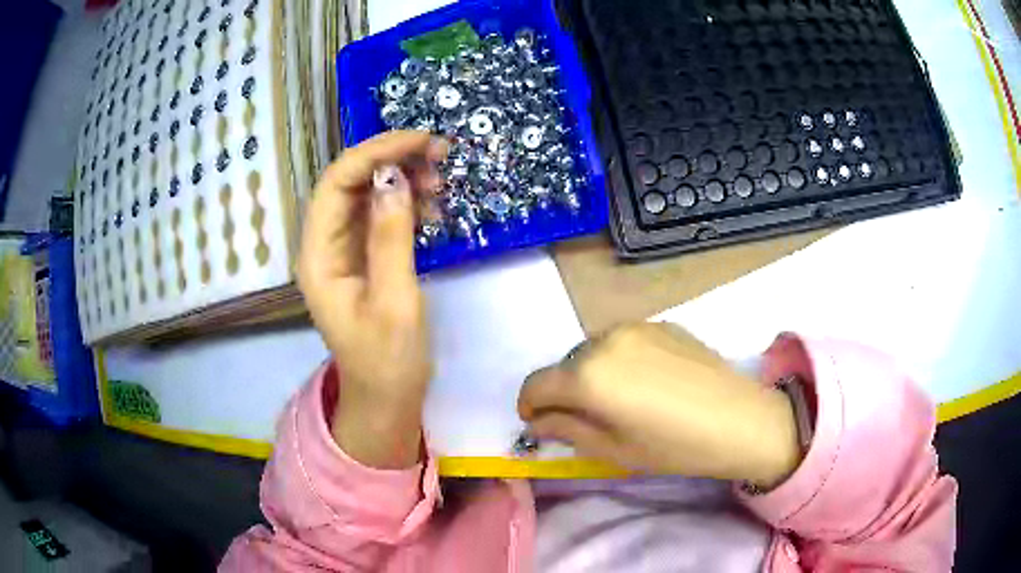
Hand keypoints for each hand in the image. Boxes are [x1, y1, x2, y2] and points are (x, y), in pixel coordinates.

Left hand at [298, 131, 446, 468]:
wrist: (387, 398)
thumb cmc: (388, 361)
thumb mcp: (395, 302)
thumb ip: (391, 239)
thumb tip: (394, 179)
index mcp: (319, 257)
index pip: (335, 184)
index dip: (374, 153)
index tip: (421, 142)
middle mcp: (324, 245)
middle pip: (349, 182)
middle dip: (391, 159)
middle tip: (439, 154)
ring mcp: (343, 249)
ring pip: (366, 194)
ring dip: (401, 177)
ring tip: (441, 179)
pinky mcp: (363, 256)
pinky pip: (380, 215)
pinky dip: (405, 202)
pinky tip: (432, 205)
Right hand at [518, 323, 801, 487]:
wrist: (739, 419)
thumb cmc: (673, 446)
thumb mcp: (612, 449)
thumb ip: (566, 430)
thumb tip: (540, 420)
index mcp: (587, 374)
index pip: (535, 384)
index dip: (530, 406)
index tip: (540, 423)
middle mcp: (604, 339)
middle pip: (564, 365)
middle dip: (564, 391)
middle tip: (587, 417)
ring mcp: (635, 325)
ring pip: (593, 349)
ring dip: (592, 372)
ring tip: (621, 399)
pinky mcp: (661, 322)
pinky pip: (623, 340)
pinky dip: (619, 359)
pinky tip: (648, 382)